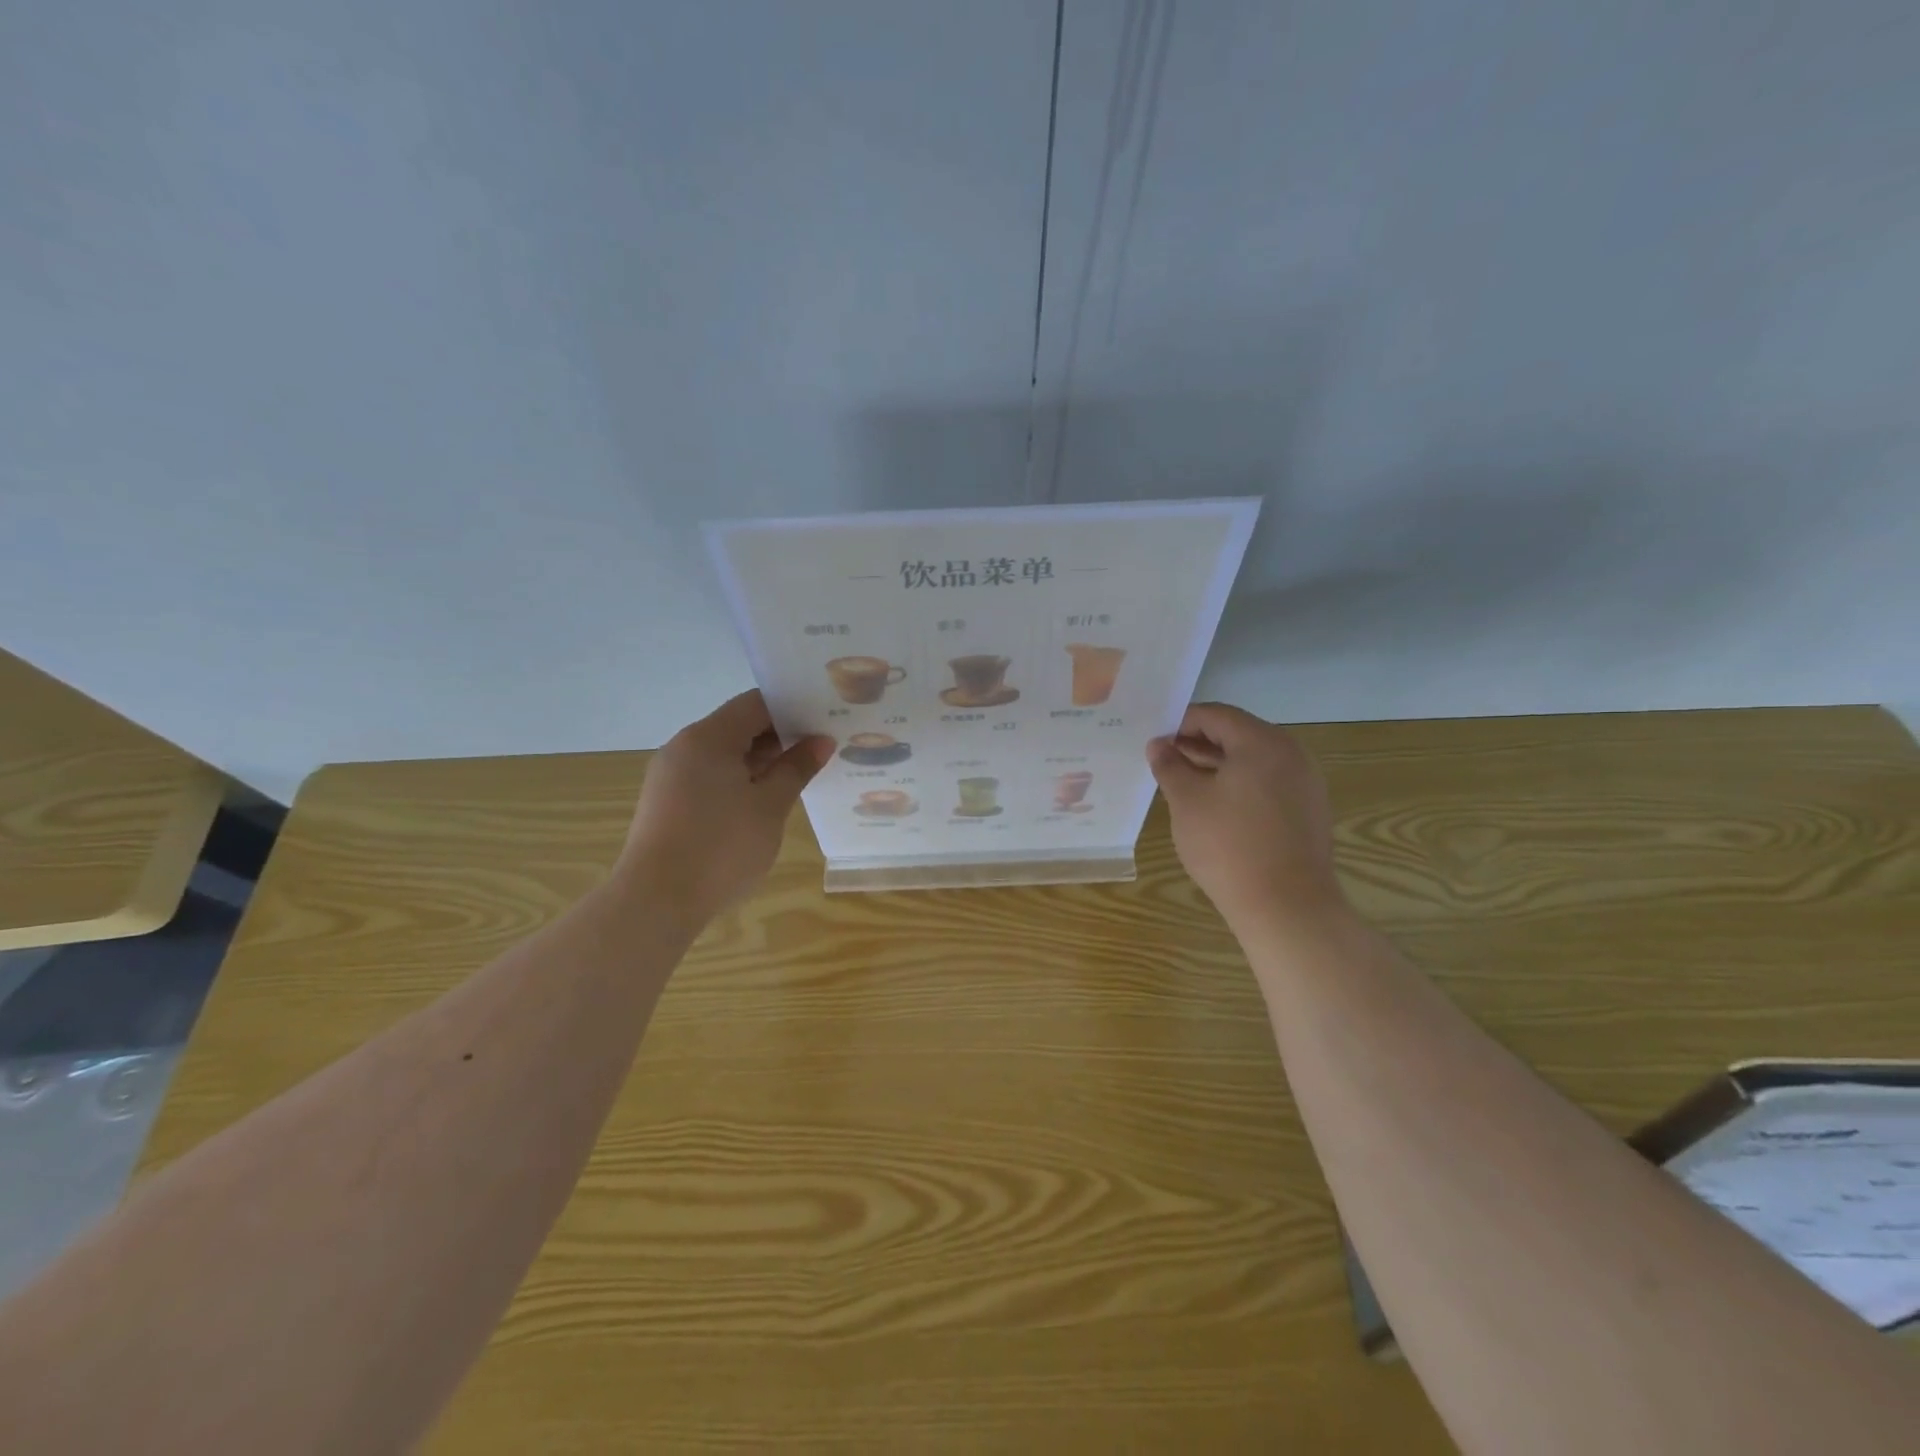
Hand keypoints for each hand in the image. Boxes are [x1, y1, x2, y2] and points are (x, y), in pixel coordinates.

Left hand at [619, 691, 831, 924]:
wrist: (656, 902)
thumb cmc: (722, 847)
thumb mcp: (770, 806)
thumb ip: (796, 768)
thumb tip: (821, 741)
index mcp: (708, 737)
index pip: (755, 704)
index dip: (792, 708)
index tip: (824, 721)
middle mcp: (684, 747)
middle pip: (738, 727)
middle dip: (779, 737)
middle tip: (820, 749)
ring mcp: (671, 776)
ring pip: (724, 755)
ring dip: (760, 762)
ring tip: (799, 776)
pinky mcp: (667, 804)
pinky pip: (709, 778)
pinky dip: (739, 781)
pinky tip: (764, 802)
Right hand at [1147, 702, 1346, 930]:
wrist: (1286, 907)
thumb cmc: (1228, 846)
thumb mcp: (1186, 802)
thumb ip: (1169, 766)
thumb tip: (1158, 745)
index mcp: (1262, 742)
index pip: (1216, 715)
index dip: (1181, 722)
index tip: (1155, 740)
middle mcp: (1291, 753)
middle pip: (1238, 735)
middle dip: (1198, 743)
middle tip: (1165, 760)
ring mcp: (1305, 783)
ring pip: (1253, 760)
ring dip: (1217, 765)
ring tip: (1184, 783)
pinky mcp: (1309, 811)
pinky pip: (1268, 783)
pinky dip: (1239, 784)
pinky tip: (1216, 807)